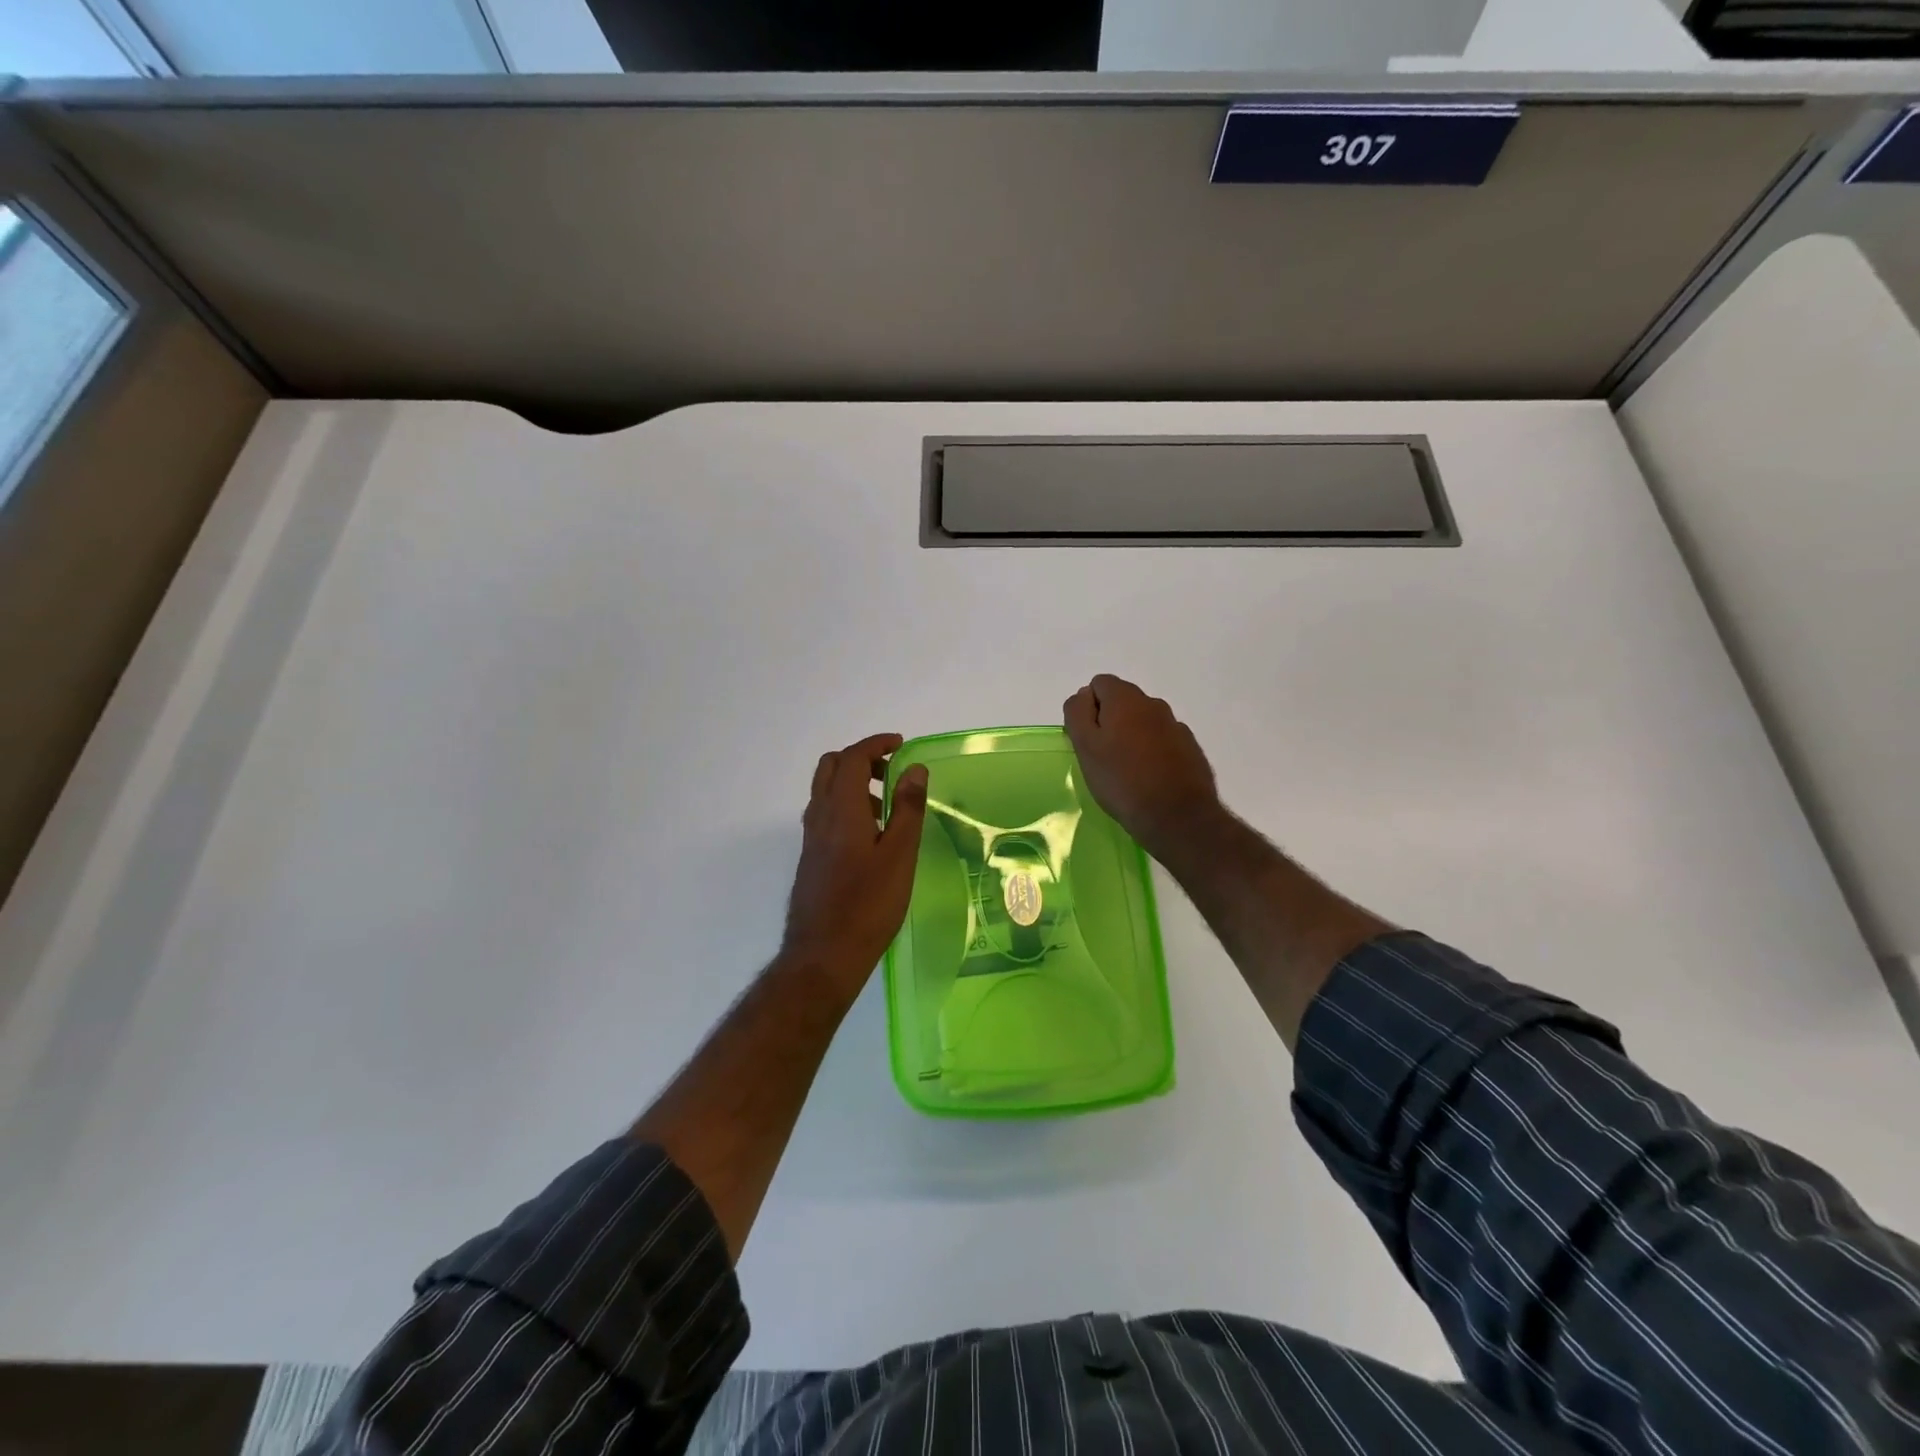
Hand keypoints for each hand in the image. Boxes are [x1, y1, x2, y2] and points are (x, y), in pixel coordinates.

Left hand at [781, 733, 928, 996]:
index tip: (901, 744)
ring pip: (826, 791)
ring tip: (889, 806)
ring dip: (854, 783)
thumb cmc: (869, 904)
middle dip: (861, 758)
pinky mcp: (811, 857)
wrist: (824, 954)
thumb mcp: (899, 855)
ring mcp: (811, 838)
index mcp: (841, 809)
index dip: (876, 744)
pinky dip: (847, 806)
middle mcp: (819, 816)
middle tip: (892, 770)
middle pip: (831, 767)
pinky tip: (871, 836)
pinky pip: (826, 814)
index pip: (852, 758)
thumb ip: (907, 808)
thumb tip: (914, 768)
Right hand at [1064, 675, 1223, 862]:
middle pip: (1122, 701)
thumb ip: (1078, 713)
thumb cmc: (1122, 781)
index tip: (1086, 738)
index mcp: (1126, 699)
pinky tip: (1149, 778)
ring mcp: (1176, 726)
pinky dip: (1152, 751)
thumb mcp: (1086, 747)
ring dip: (1131, 736)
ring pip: (1143, 722)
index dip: (1087, 708)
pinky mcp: (1190, 749)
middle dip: (1109, 721)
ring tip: (1126, 771)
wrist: (1177, 817)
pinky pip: (1163, 741)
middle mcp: (1154, 704)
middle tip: (1102, 757)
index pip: (1099, 684)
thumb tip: (1083, 695)